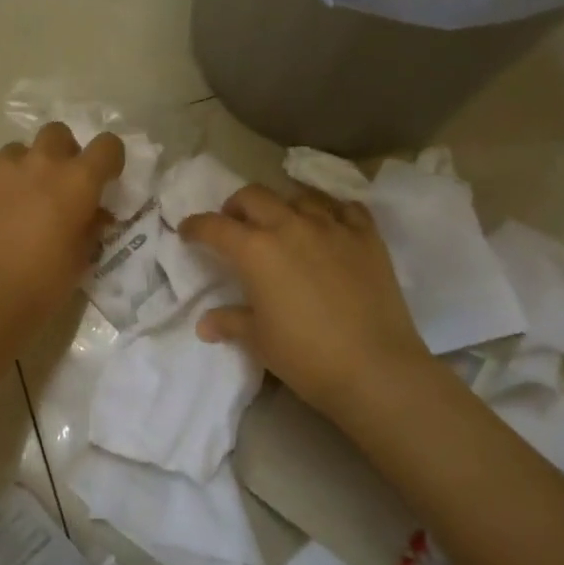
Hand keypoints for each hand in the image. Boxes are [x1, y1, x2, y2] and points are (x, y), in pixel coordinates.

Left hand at [0, 123, 124, 341]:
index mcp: (77, 180)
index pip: (107, 145)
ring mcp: (1, 168)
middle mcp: (41, 162)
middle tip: (57, 184)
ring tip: (19, 201)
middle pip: (57, 133)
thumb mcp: (82, 257)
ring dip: (25, 168)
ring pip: (19, 151)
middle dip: (62, 152)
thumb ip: (91, 224)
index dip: (108, 159)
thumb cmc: (43, 284)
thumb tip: (94, 212)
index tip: (103, 178)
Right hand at [181, 184, 426, 413]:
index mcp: (256, 250)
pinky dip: (331, 211)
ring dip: (283, 205)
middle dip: (236, 206)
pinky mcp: (367, 236)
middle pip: (254, 196)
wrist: (376, 369)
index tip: (187, 231)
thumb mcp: (260, 341)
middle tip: (234, 224)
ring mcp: (332, 227)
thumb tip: (205, 324)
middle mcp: (290, 226)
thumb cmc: (306, 357)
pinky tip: (330, 225)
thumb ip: (231, 322)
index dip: (195, 226)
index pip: (214, 227)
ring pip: (300, 195)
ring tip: (283, 223)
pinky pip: (346, 207)